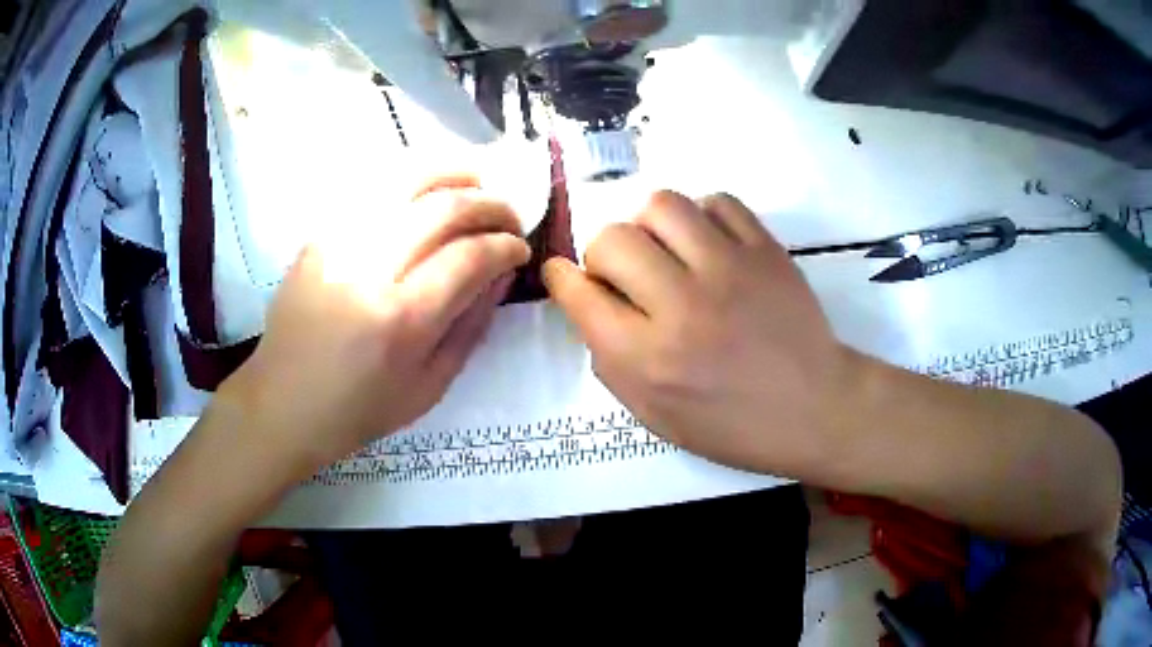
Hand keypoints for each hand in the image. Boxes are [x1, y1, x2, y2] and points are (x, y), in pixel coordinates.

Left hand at [219, 176, 530, 478]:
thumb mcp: (430, 386)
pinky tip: (428, 189)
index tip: (520, 248)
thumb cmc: (358, 410)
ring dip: (452, 173)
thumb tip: (501, 273)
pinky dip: (410, 178)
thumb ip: (471, 325)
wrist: (283, 403)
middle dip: (489, 203)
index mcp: (402, 320)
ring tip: (476, 182)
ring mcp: (338, 244)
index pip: (470, 255)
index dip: (506, 244)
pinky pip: (372, 187)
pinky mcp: (319, 235)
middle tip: (508, 216)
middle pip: (443, 207)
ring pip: (406, 180)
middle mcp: (369, 270)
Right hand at [543, 191, 849, 474]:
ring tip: (665, 250)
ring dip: (649, 225)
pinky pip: (717, 201)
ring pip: (661, 204)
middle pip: (612, 239)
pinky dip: (702, 216)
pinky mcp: (766, 249)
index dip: (561, 278)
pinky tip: (708, 244)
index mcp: (648, 359)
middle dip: (603, 253)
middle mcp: (682, 306)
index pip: (579, 294)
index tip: (564, 275)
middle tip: (625, 275)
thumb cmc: (733, 426)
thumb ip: (610, 361)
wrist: (814, 408)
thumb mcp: (655, 416)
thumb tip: (590, 304)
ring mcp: (729, 270)